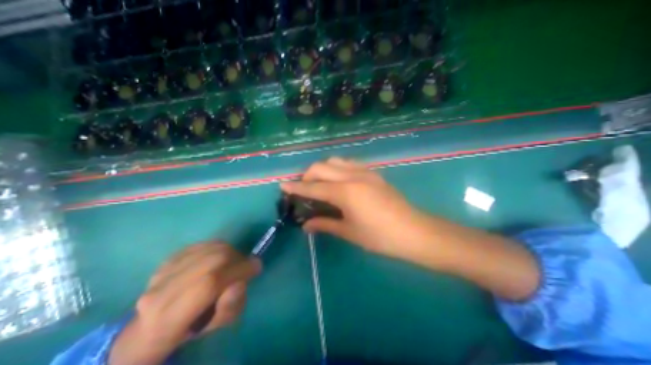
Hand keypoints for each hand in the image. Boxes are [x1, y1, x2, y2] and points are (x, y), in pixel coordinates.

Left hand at [107, 243, 260, 364]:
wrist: (156, 323)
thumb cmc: (192, 327)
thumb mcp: (217, 324)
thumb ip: (231, 305)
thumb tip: (240, 281)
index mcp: (169, 319)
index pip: (210, 283)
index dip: (238, 271)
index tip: (256, 267)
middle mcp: (159, 292)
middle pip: (212, 260)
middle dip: (237, 259)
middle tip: (245, 266)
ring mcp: (162, 271)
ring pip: (209, 248)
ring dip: (230, 251)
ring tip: (233, 262)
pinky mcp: (167, 258)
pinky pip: (203, 244)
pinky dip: (219, 247)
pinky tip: (220, 258)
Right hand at [281, 158, 427, 257]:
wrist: (414, 232)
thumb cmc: (380, 237)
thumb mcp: (350, 232)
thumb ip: (325, 224)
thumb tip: (306, 225)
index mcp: (346, 192)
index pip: (313, 187)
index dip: (296, 187)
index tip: (283, 185)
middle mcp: (353, 176)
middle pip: (321, 166)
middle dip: (308, 175)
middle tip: (304, 189)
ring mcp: (365, 172)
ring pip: (335, 160)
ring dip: (323, 169)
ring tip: (320, 183)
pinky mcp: (373, 173)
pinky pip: (349, 163)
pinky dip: (337, 168)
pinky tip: (339, 181)